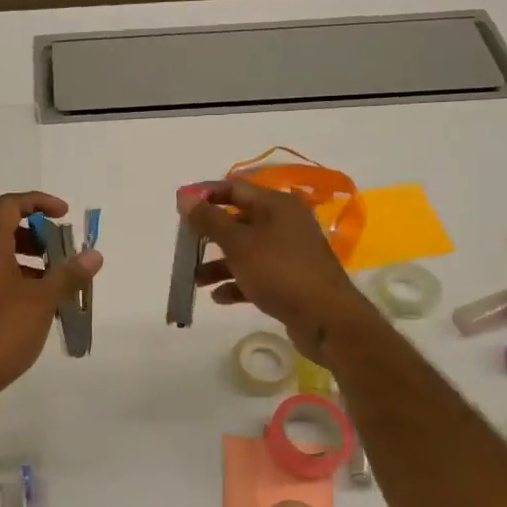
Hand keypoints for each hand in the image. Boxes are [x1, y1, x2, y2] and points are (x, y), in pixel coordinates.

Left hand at [0, 192, 102, 403]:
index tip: (65, 215)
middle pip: (3, 231)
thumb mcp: (42, 302)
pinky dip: (15, 283)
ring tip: (57, 286)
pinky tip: (36, 310)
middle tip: (63, 254)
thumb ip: (69, 275)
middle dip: (37, 236)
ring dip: (28, 263)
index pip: (9, 205)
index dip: (38, 201)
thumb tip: (94, 255)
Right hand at [181, 178, 376, 360]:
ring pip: (246, 250)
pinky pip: (257, 274)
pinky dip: (237, 282)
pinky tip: (219, 297)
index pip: (235, 188)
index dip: (206, 194)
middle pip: (239, 220)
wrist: (327, 318)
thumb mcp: (238, 243)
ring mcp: (289, 252)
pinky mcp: (291, 279)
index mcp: (276, 205)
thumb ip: (209, 220)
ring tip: (196, 280)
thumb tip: (185, 197)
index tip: (179, 206)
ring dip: (219, 263)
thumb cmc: (280, 272)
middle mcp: (285, 223)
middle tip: (185, 245)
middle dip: (210, 233)